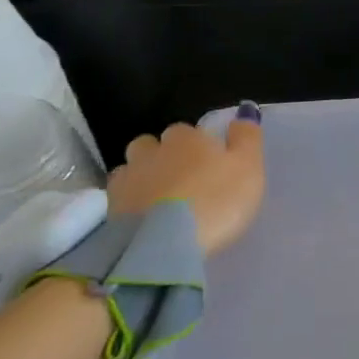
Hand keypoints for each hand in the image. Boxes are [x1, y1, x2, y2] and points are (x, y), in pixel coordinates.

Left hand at [107, 103, 264, 255]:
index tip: (209, 165)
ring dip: (143, 176)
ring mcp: (127, 178)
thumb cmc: (216, 201)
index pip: (188, 130)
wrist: (164, 246)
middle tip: (183, 181)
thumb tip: (244, 112)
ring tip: (160, 199)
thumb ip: (247, 138)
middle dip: (164, 156)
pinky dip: (130, 201)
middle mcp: (152, 150)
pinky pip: (119, 196)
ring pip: (132, 168)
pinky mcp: (110, 208)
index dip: (198, 146)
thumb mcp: (248, 167)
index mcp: (186, 138)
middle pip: (153, 145)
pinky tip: (143, 216)